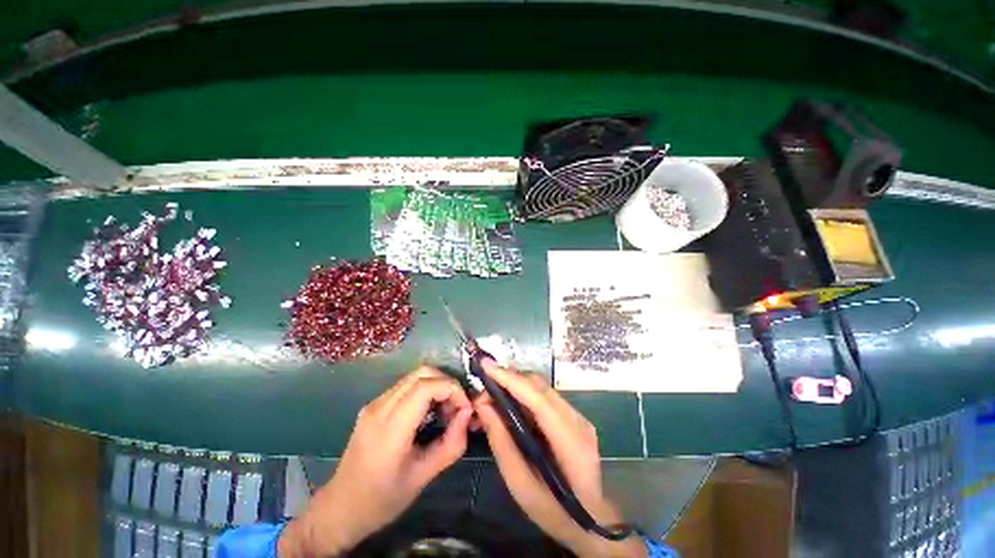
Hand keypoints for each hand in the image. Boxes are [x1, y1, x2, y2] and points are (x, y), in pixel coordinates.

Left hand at [279, 366, 472, 556]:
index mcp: (390, 428)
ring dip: (436, 386)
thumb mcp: (423, 477)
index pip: (426, 386)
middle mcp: (379, 407)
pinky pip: (405, 386)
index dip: (452, 389)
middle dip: (447, 384)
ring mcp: (374, 404)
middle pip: (422, 373)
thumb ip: (451, 444)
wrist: (340, 509)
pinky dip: (425, 391)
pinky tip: (429, 413)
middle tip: (457, 408)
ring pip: (414, 376)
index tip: (465, 408)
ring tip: (445, 411)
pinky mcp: (373, 405)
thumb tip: (468, 413)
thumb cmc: (382, 499)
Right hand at [474, 360, 643, 557]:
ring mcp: (579, 417)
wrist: (592, 521)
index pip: (538, 399)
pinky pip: (546, 395)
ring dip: (517, 383)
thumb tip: (483, 406)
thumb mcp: (520, 485)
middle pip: (541, 387)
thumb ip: (501, 442)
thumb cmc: (554, 511)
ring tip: (493, 390)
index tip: (486, 366)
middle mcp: (578, 421)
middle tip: (485, 384)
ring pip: (543, 387)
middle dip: (510, 378)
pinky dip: (526, 392)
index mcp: (570, 443)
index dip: (511, 379)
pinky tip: (511, 400)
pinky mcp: (575, 417)